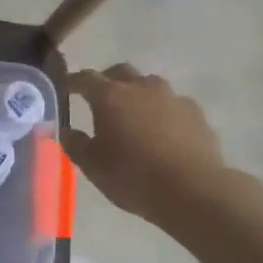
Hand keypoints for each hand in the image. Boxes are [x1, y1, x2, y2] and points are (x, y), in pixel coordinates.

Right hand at [66, 66, 229, 226]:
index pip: (86, 78)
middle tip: (99, 98)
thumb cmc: (133, 177)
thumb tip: (66, 130)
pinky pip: (172, 104)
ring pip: (149, 85)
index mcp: (110, 97)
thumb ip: (75, 144)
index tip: (66, 87)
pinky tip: (161, 132)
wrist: (193, 190)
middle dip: (107, 81)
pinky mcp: (196, 112)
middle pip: (120, 72)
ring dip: (136, 94)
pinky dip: (161, 111)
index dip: (74, 81)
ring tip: (132, 115)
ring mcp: (172, 98)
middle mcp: (141, 88)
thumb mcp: (92, 166)